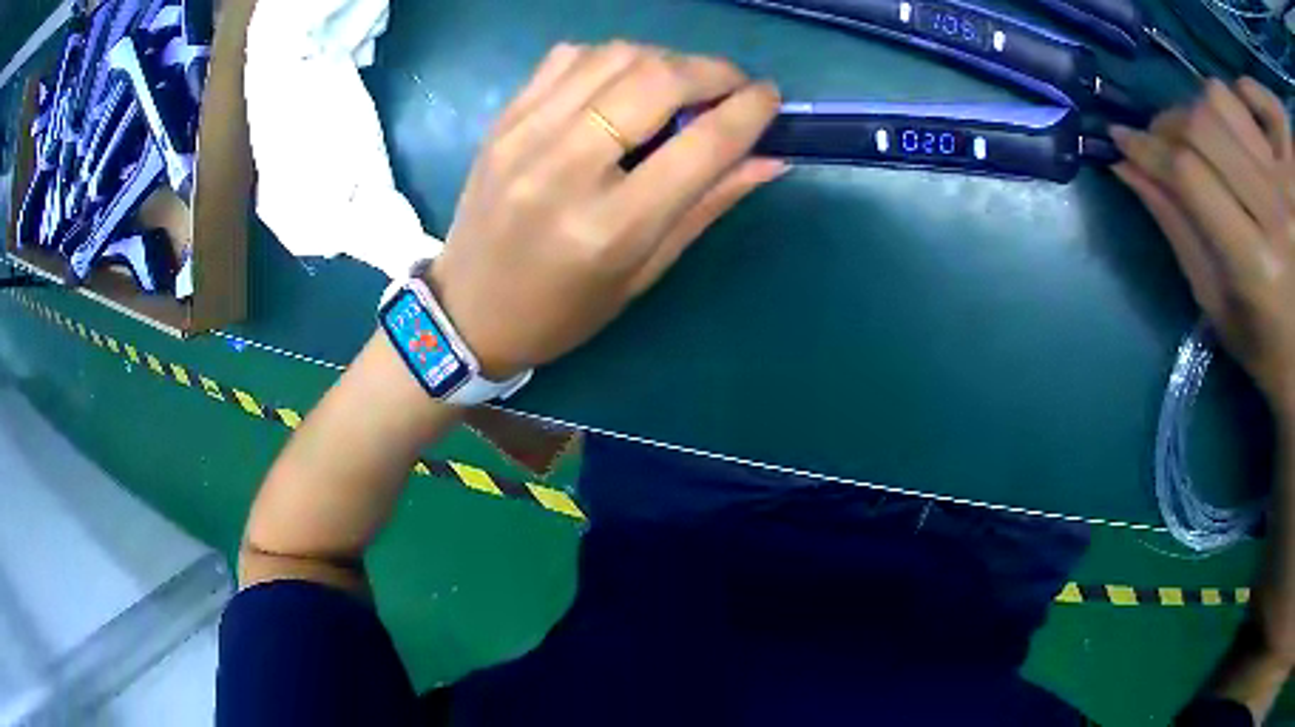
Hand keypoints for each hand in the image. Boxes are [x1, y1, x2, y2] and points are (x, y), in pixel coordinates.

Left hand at [426, 42, 785, 379]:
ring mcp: (525, 134)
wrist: (467, 311)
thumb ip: (707, 205)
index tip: (770, 97)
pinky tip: (622, 82)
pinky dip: (610, 58)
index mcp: (610, 227)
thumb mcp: (643, 273)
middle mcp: (565, 167)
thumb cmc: (563, 310)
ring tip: (680, 84)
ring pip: (614, 56)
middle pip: (657, 80)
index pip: (701, 145)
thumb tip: (769, 158)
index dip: (749, 110)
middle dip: (711, 71)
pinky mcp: (503, 119)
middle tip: (733, 84)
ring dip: (664, 59)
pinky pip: (568, 57)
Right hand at [1112, 79, 1294, 416]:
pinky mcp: (1283, 169)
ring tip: (1204, 139)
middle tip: (1164, 143)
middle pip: (1204, 122)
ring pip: (1223, 99)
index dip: (1149, 149)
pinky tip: (1231, 133)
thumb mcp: (1222, 310)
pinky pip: (1247, 104)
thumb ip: (1179, 231)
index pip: (1189, 175)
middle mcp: (1276, 214)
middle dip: (1171, 124)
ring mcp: (1284, 185)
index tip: (1122, 140)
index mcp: (1258, 268)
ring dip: (1201, 111)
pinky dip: (1229, 105)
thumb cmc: (1270, 353)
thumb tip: (1126, 166)